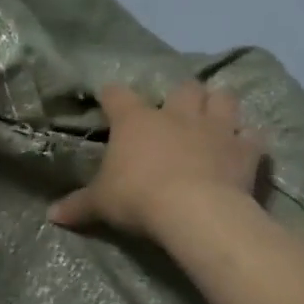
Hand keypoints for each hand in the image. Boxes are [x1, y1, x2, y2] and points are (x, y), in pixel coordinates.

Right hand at [48, 80, 264, 239]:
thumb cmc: (139, 198)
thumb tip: (50, 215)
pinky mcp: (244, 149)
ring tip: (213, 119)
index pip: (117, 94)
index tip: (107, 100)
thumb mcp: (101, 203)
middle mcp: (176, 114)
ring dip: (218, 105)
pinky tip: (242, 148)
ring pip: (223, 98)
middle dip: (181, 96)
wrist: (194, 211)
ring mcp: (215, 128)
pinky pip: (252, 135)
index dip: (111, 95)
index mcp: (136, 121)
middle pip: (183, 87)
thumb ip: (78, 205)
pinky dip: (248, 139)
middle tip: (175, 113)